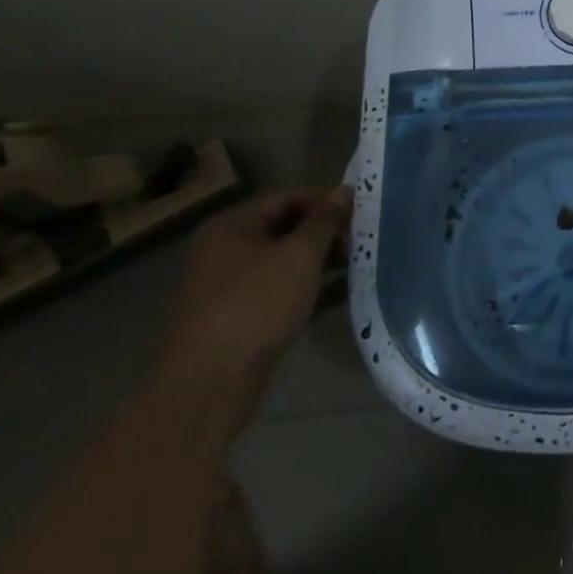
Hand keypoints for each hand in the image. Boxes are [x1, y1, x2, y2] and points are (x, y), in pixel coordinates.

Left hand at [156, 187, 346, 427]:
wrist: (212, 381)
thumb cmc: (257, 303)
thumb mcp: (300, 254)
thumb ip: (324, 220)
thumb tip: (342, 192)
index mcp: (231, 227)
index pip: (285, 198)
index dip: (324, 199)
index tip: (359, 208)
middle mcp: (224, 251)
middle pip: (283, 228)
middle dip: (324, 231)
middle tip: (359, 238)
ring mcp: (229, 287)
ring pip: (283, 262)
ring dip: (320, 260)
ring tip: (358, 262)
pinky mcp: (239, 318)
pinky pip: (280, 290)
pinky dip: (309, 287)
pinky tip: (342, 292)